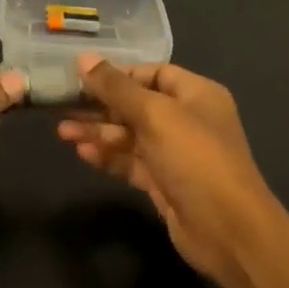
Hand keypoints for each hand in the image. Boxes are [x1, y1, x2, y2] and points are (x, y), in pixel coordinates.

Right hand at [57, 55, 279, 278]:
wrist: (227, 229)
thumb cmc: (195, 158)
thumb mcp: (155, 115)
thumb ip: (116, 87)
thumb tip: (83, 57)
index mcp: (196, 94)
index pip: (152, 73)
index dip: (117, 74)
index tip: (80, 77)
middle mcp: (188, 119)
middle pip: (137, 104)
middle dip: (101, 105)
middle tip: (62, 106)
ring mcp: (176, 153)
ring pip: (131, 135)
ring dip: (99, 132)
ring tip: (63, 132)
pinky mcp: (164, 182)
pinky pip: (131, 162)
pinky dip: (109, 156)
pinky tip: (83, 153)